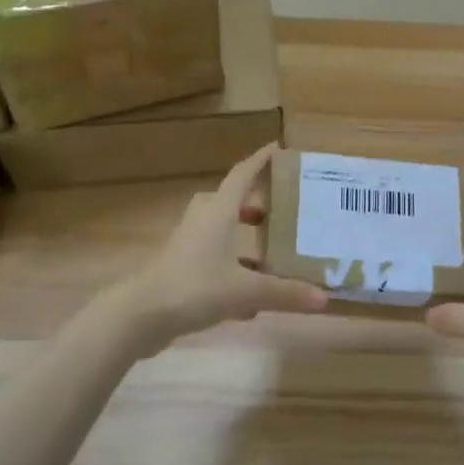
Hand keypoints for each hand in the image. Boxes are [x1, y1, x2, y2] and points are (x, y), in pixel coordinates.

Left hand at [113, 144, 326, 350]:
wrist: (139, 316)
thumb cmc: (194, 287)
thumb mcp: (245, 291)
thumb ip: (284, 293)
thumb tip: (324, 298)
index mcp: (218, 212)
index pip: (242, 174)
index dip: (260, 160)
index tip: (279, 148)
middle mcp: (202, 222)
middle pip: (229, 201)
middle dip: (254, 203)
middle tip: (281, 210)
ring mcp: (188, 246)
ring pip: (220, 232)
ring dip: (243, 238)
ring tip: (272, 254)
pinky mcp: (180, 271)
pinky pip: (213, 261)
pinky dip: (233, 271)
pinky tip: (252, 301)